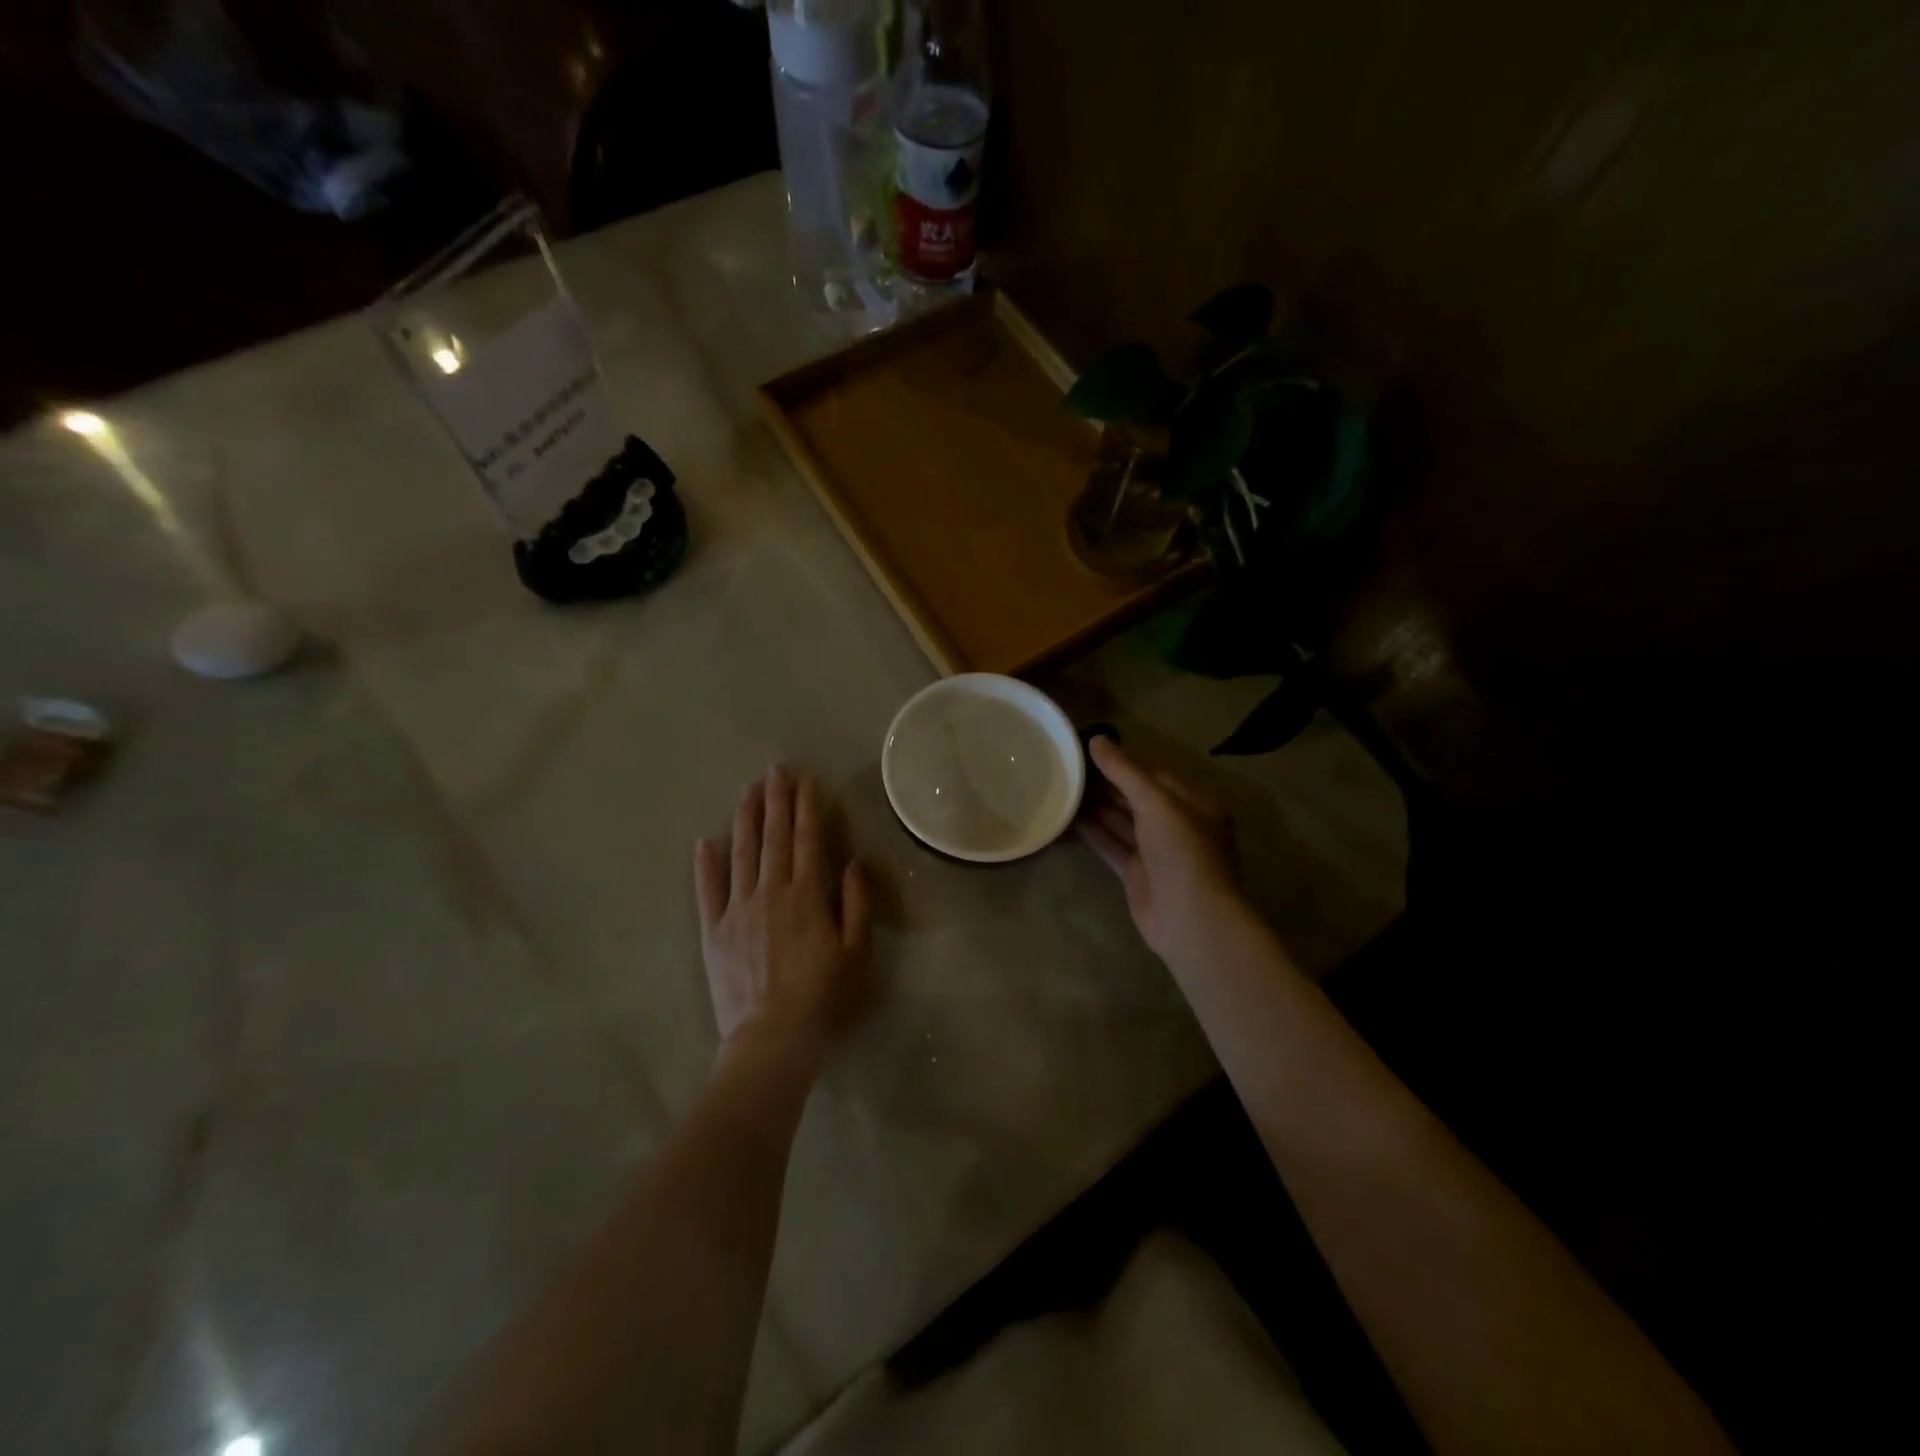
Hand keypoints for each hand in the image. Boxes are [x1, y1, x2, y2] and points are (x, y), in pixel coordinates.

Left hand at [694, 766, 871, 1054]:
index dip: (806, 807)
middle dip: (775, 800)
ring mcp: (737, 909)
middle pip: (773, 837)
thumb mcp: (856, 951)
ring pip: (741, 853)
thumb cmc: (822, 995)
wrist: (772, 1036)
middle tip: (774, 769)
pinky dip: (705, 865)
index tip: (805, 779)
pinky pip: (707, 891)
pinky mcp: (713, 931)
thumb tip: (852, 863)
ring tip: (747, 790)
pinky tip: (704, 841)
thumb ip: (856, 903)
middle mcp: (770, 892)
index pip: (806, 839)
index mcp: (806, 895)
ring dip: (745, 819)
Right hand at [1078, 737, 1243, 964]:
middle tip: (1070, 766)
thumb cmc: (1182, 852)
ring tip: (1064, 786)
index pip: (1154, 773)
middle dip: (1107, 782)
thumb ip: (1125, 772)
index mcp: (1193, 803)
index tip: (1090, 748)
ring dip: (1097, 805)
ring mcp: (1155, 851)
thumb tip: (1097, 739)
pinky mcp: (1137, 873)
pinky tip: (1069, 817)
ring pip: (1122, 821)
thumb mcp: (1157, 803)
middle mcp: (1176, 824)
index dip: (1123, 760)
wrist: (1191, 919)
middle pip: (1136, 796)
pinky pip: (1112, 845)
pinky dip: (1093, 832)